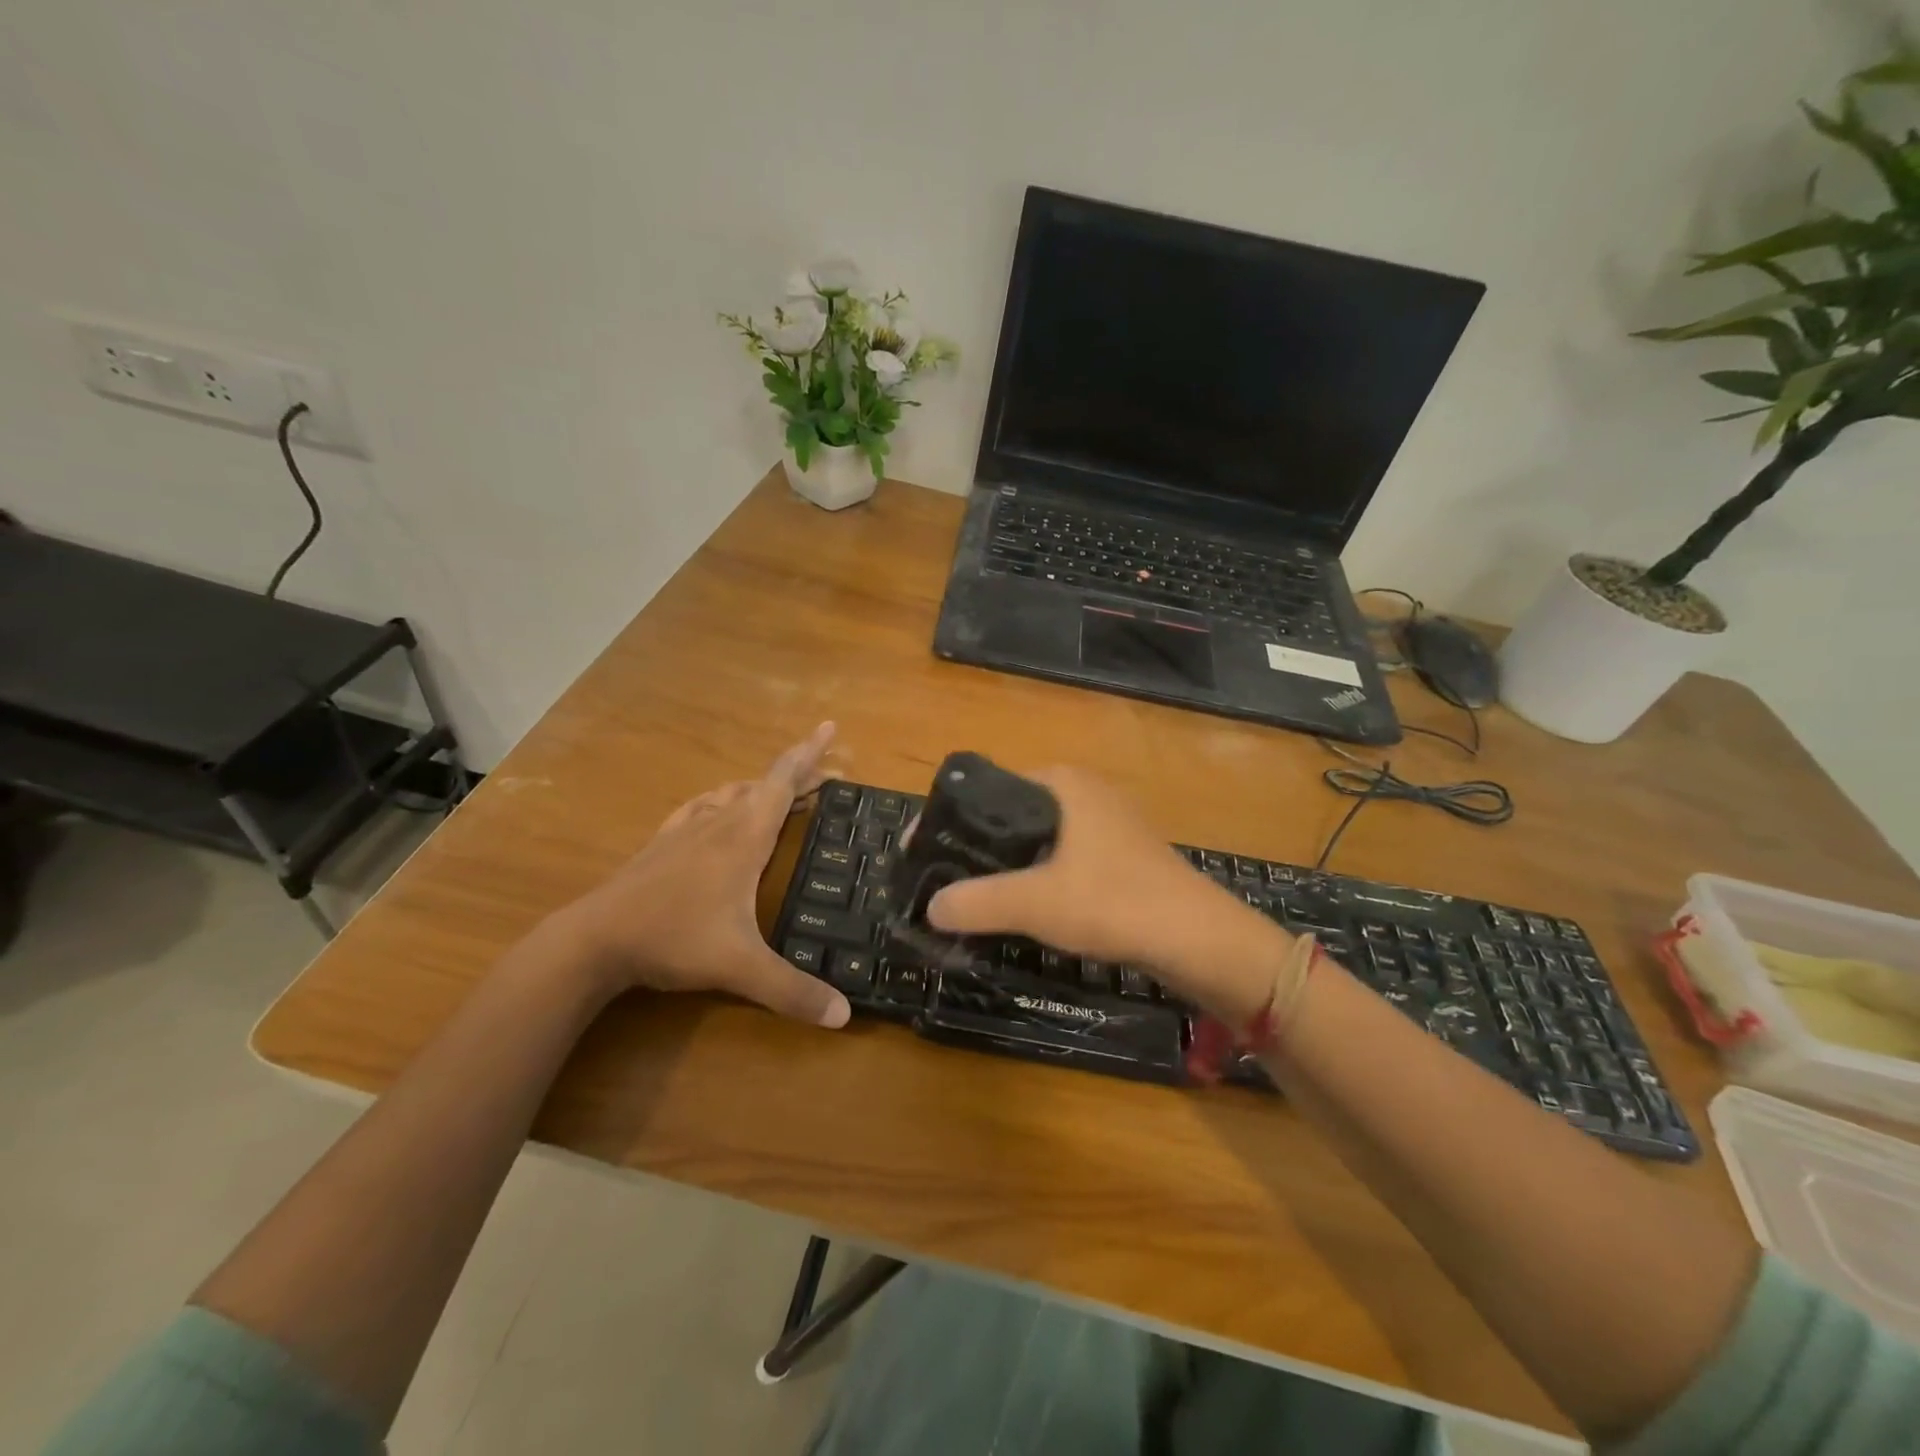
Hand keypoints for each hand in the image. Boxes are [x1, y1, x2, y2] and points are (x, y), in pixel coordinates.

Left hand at [556, 722, 850, 1027]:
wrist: (593, 940)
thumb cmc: (672, 939)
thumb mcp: (739, 967)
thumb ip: (791, 991)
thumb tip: (844, 1017)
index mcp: (744, 837)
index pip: (783, 782)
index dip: (809, 753)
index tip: (830, 726)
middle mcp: (718, 822)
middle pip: (764, 785)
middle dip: (799, 775)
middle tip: (828, 777)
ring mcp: (685, 830)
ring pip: (732, 793)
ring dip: (762, 788)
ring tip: (782, 796)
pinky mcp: (662, 844)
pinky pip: (701, 807)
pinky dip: (722, 800)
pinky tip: (717, 809)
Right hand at [925, 767, 1290, 1022]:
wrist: (1199, 940)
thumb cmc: (1114, 902)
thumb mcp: (1036, 902)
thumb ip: (977, 901)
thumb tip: (929, 906)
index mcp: (1063, 782)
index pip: (990, 787)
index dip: (952, 817)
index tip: (922, 847)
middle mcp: (1085, 792)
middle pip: (1012, 813)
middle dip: (976, 844)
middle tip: (941, 876)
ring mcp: (1108, 824)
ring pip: (1039, 839)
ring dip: (1007, 864)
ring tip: (970, 895)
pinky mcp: (1121, 856)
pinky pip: (1063, 858)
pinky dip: (1037, 877)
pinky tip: (1022, 907)